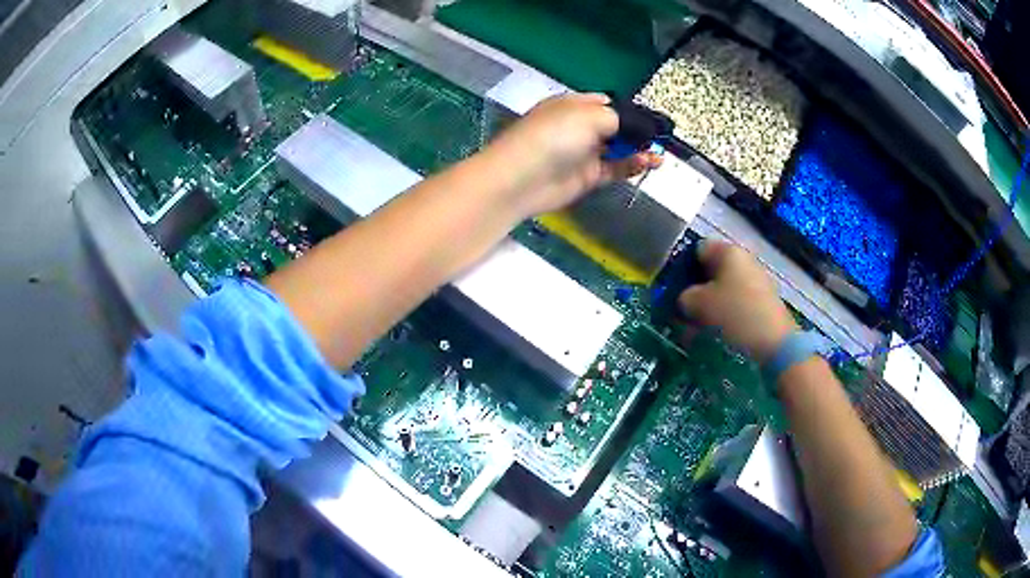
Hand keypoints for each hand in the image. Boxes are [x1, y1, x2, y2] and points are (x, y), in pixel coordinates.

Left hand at [482, 93, 661, 217]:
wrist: (521, 178)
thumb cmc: (554, 136)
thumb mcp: (589, 115)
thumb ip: (621, 119)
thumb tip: (643, 126)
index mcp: (575, 104)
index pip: (608, 103)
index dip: (631, 110)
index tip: (653, 119)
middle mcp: (580, 126)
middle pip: (617, 126)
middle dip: (639, 131)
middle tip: (661, 138)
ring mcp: (584, 152)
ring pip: (619, 149)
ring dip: (640, 149)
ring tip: (659, 153)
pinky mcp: (587, 177)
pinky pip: (615, 169)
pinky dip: (632, 165)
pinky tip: (648, 162)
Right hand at [677, 241, 798, 362]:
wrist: (776, 343)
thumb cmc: (735, 314)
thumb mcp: (698, 304)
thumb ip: (684, 296)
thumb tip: (685, 300)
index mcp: (728, 251)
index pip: (698, 249)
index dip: (682, 267)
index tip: (672, 289)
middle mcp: (744, 260)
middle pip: (712, 270)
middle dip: (696, 289)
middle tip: (683, 311)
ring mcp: (757, 281)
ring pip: (724, 288)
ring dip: (709, 305)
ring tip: (697, 328)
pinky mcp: (764, 302)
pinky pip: (737, 303)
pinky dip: (725, 314)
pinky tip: (717, 333)